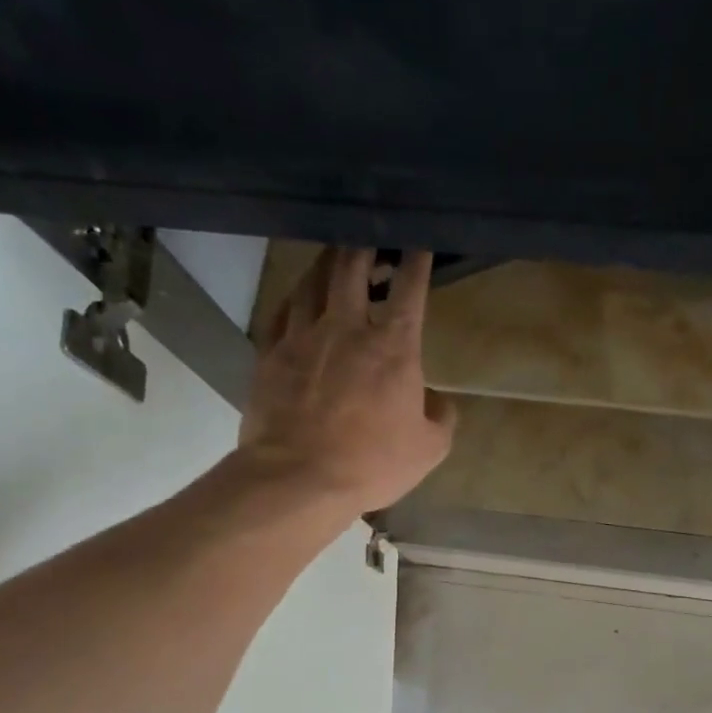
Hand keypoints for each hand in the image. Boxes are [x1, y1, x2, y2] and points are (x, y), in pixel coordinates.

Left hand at [237, 247, 456, 514]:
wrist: (299, 478)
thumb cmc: (372, 463)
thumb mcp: (429, 449)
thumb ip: (440, 417)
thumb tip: (435, 400)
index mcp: (394, 347)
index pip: (409, 289)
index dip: (416, 259)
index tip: (418, 241)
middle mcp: (347, 328)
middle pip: (352, 267)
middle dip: (364, 243)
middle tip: (369, 233)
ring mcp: (303, 337)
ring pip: (313, 282)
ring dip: (327, 262)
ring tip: (335, 254)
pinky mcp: (271, 354)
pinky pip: (282, 311)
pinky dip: (295, 296)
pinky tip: (299, 296)